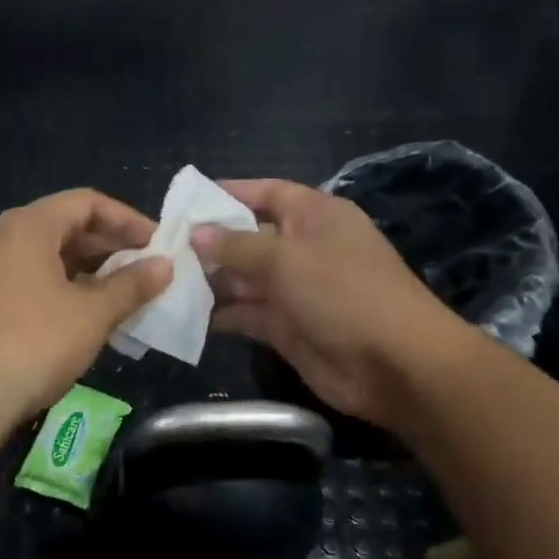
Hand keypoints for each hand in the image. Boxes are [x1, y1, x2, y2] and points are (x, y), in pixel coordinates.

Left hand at [0, 190, 171, 485]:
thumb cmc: (33, 344)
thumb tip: (165, 265)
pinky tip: (86, 318)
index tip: (158, 243)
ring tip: (124, 297)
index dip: (127, 219)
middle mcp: (1, 238)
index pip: (86, 202)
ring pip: (47, 257)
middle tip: (146, 270)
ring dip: (88, 272)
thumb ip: (131, 285)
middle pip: (65, 226)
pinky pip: (29, 280)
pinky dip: (62, 290)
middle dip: (109, 246)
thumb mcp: (91, 315)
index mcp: (27, 226)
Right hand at [191, 179, 473, 429]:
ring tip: (165, 282)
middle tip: (162, 249)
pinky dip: (220, 314)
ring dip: (210, 281)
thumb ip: (237, 245)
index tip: (186, 202)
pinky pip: (247, 314)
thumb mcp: (286, 258)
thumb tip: (196, 233)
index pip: (267, 193)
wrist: (395, 365)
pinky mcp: (288, 327)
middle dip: (210, 243)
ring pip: (244, 278)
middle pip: (249, 237)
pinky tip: (184, 315)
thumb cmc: (343, 292)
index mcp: (315, 216)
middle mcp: (304, 248)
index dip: (229, 194)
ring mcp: (296, 289)